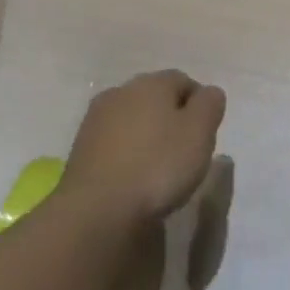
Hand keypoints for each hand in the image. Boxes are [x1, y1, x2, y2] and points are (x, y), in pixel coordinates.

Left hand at [59, 70, 225, 227]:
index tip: (204, 135)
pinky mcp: (80, 147)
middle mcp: (122, 91)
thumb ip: (209, 105)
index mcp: (152, 83)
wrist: (96, 208)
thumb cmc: (157, 166)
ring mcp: (96, 118)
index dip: (198, 105)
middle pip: (155, 97)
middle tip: (184, 151)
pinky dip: (126, 152)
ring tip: (157, 168)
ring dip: (146, 135)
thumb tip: (208, 92)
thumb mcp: (199, 133)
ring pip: (132, 118)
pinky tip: (132, 177)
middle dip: (171, 117)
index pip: (183, 81)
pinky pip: (113, 141)